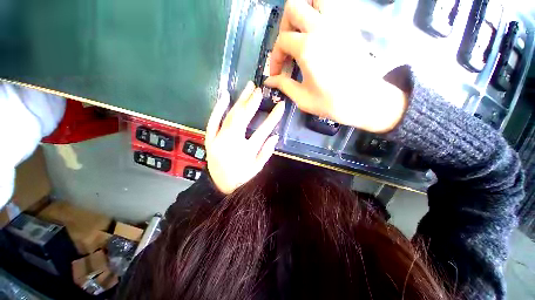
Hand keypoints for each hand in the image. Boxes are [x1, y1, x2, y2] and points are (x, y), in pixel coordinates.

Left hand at [205, 81, 284, 193]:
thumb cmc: (240, 177)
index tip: (280, 106)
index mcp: (246, 151)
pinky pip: (213, 121)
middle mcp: (231, 142)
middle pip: (243, 118)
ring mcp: (218, 139)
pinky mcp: (210, 138)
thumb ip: (266, 152)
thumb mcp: (256, 168)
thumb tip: (275, 136)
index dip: (273, 118)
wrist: (218, 185)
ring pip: (230, 116)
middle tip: (260, 90)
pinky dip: (218, 108)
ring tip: (248, 87)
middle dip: (252, 102)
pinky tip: (224, 96)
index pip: (263, 131)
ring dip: (240, 100)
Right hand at [264, 0, 406, 132]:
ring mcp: (338, 22)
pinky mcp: (350, 25)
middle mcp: (321, 27)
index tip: (276, 73)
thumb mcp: (302, 98)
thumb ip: (283, 85)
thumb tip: (268, 80)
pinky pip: (333, 6)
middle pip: (294, 7)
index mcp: (307, 48)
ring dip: (304, 11)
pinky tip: (319, 32)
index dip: (275, 58)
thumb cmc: (331, 103)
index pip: (281, 41)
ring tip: (302, 32)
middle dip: (285, 27)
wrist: (364, 100)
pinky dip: (321, 12)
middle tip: (287, 47)